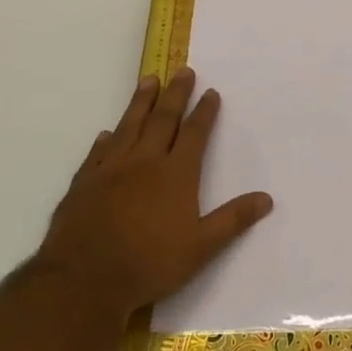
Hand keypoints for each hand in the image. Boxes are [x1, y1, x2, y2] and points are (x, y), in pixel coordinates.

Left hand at [36, 68, 273, 325]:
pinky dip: (106, 139)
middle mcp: (144, 162)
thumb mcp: (201, 248)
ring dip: (141, 102)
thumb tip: (267, 198)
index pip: (195, 134)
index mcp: (176, 174)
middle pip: (163, 119)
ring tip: (148, 80)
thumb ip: (233, 220)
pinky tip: (107, 133)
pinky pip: (98, 152)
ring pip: (129, 126)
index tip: (211, 92)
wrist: (84, 279)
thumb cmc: (149, 263)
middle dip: (176, 94)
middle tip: (182, 70)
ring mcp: (111, 169)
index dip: (205, 112)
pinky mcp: (84, 183)